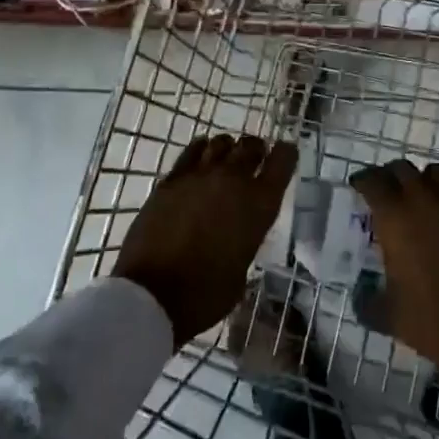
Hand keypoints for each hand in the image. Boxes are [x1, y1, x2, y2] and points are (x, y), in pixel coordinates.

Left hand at [114, 135, 297, 346]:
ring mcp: (200, 176)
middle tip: (254, 158)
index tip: (285, 155)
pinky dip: (201, 150)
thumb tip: (236, 234)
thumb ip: (244, 240)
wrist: (152, 295)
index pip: (282, 160)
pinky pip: (192, 151)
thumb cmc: (205, 295)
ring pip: (221, 143)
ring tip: (226, 159)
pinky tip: (201, 157)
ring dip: (228, 149)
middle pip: (252, 146)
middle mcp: (234, 181)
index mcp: (259, 205)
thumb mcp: (241, 270)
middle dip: (256, 150)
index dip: (286, 154)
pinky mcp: (171, 179)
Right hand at [350, 160, 438, 396]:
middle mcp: (424, 202)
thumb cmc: (429, 320)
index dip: (363, 181)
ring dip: (421, 183)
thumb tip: (360, 294)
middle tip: (385, 194)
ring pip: (435, 175)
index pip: (373, 181)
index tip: (358, 188)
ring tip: (416, 204)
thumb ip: (367, 299)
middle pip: (403, 169)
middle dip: (390, 177)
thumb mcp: (386, 315)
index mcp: (395, 217)